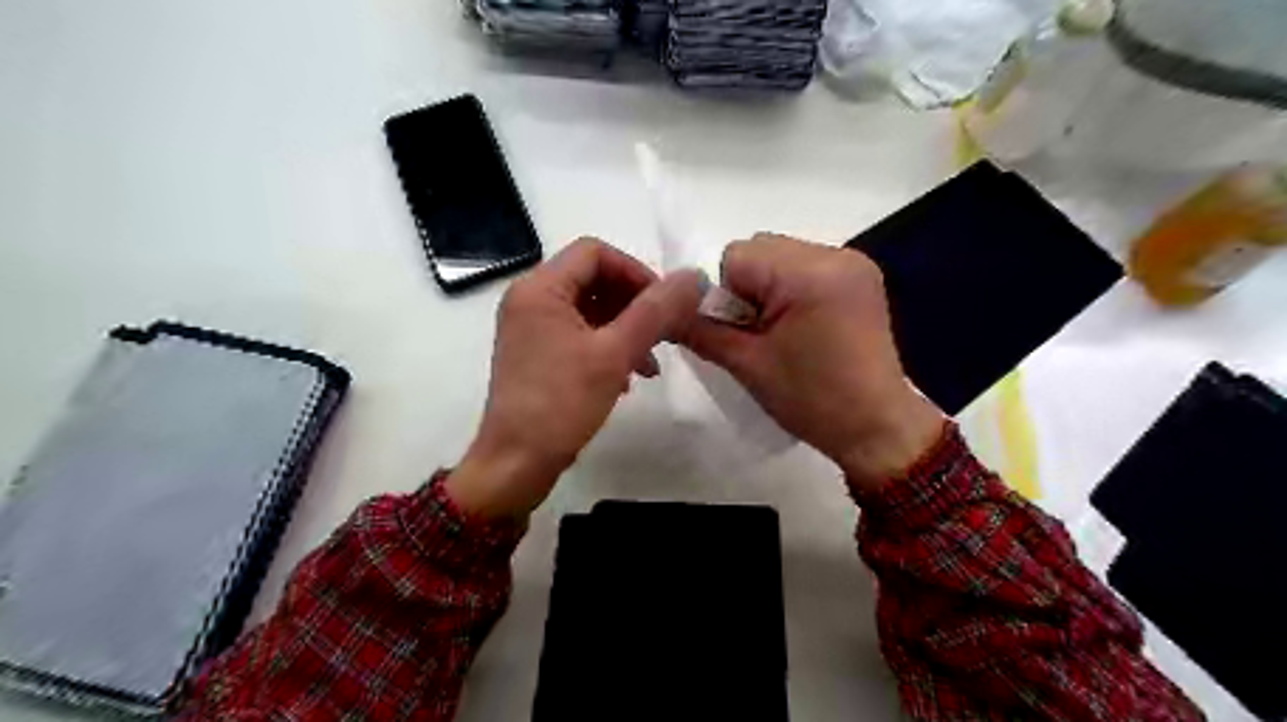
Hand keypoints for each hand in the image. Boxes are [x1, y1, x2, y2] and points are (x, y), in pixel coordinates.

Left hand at [446, 239, 702, 519]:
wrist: (516, 464)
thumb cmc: (561, 404)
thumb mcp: (615, 353)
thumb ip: (656, 311)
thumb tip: (695, 276)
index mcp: (540, 288)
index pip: (596, 253)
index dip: (635, 271)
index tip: (664, 304)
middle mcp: (530, 300)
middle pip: (593, 279)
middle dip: (634, 305)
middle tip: (663, 334)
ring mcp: (531, 328)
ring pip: (589, 310)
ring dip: (625, 329)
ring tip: (650, 364)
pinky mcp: (536, 354)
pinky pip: (579, 334)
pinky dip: (607, 347)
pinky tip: (627, 378)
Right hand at [684, 234, 943, 494]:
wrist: (877, 427)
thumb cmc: (811, 400)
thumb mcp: (746, 365)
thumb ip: (699, 329)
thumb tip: (662, 310)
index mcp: (808, 272)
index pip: (736, 256)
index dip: (725, 295)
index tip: (741, 333)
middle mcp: (835, 254)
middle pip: (760, 250)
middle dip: (747, 289)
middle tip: (760, 335)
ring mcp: (853, 263)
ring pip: (781, 257)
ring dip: (768, 289)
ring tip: (784, 333)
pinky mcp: (861, 277)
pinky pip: (806, 268)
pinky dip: (791, 290)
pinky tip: (804, 326)